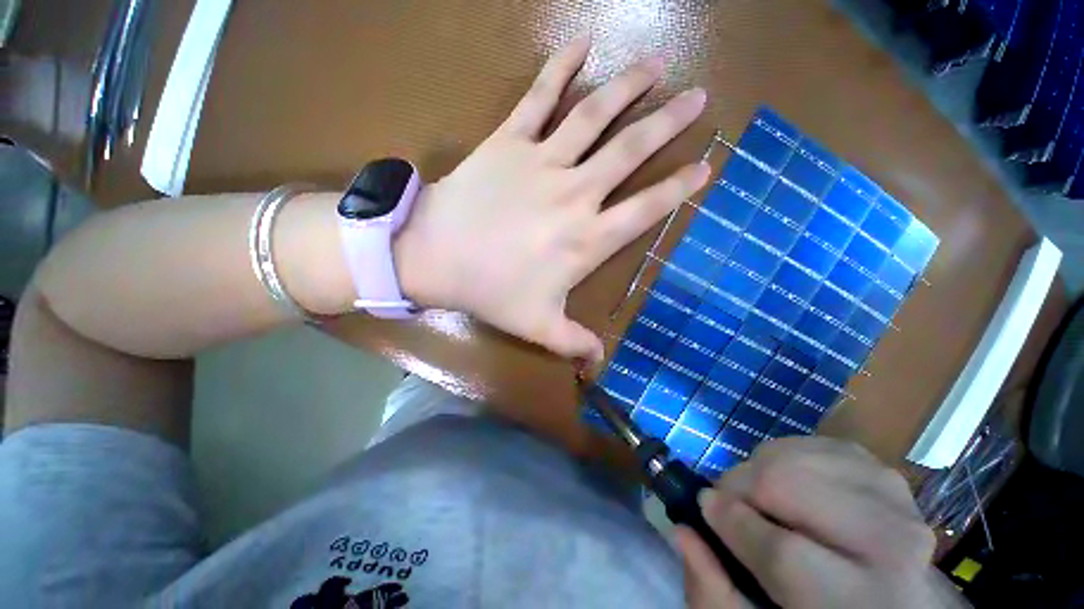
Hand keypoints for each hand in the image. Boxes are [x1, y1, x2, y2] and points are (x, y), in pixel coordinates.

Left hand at [393, 35, 709, 361]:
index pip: (647, 209)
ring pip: (595, 115)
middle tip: (698, 100)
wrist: (437, 257)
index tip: (706, 166)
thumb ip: (573, 343)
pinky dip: (560, 67)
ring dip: (630, 88)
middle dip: (669, 124)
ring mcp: (543, 161)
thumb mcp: (537, 325)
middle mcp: (576, 193)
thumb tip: (599, 364)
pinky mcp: (509, 140)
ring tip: (657, 66)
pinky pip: (539, 96)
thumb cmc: (490, 292)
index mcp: (587, 238)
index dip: (679, 188)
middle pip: (632, 151)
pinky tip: (582, 42)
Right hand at [677, 437, 966, 608]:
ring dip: (763, 469)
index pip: (783, 551)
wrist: (896, 603)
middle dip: (744, 486)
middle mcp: (895, 545)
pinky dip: (788, 455)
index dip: (733, 524)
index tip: (703, 506)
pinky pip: (818, 444)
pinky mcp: (886, 472)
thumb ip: (716, 592)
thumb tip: (683, 532)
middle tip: (728, 501)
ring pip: (801, 455)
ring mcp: (896, 499)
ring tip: (758, 495)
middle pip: (793, 485)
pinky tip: (787, 481)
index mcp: (866, 603)